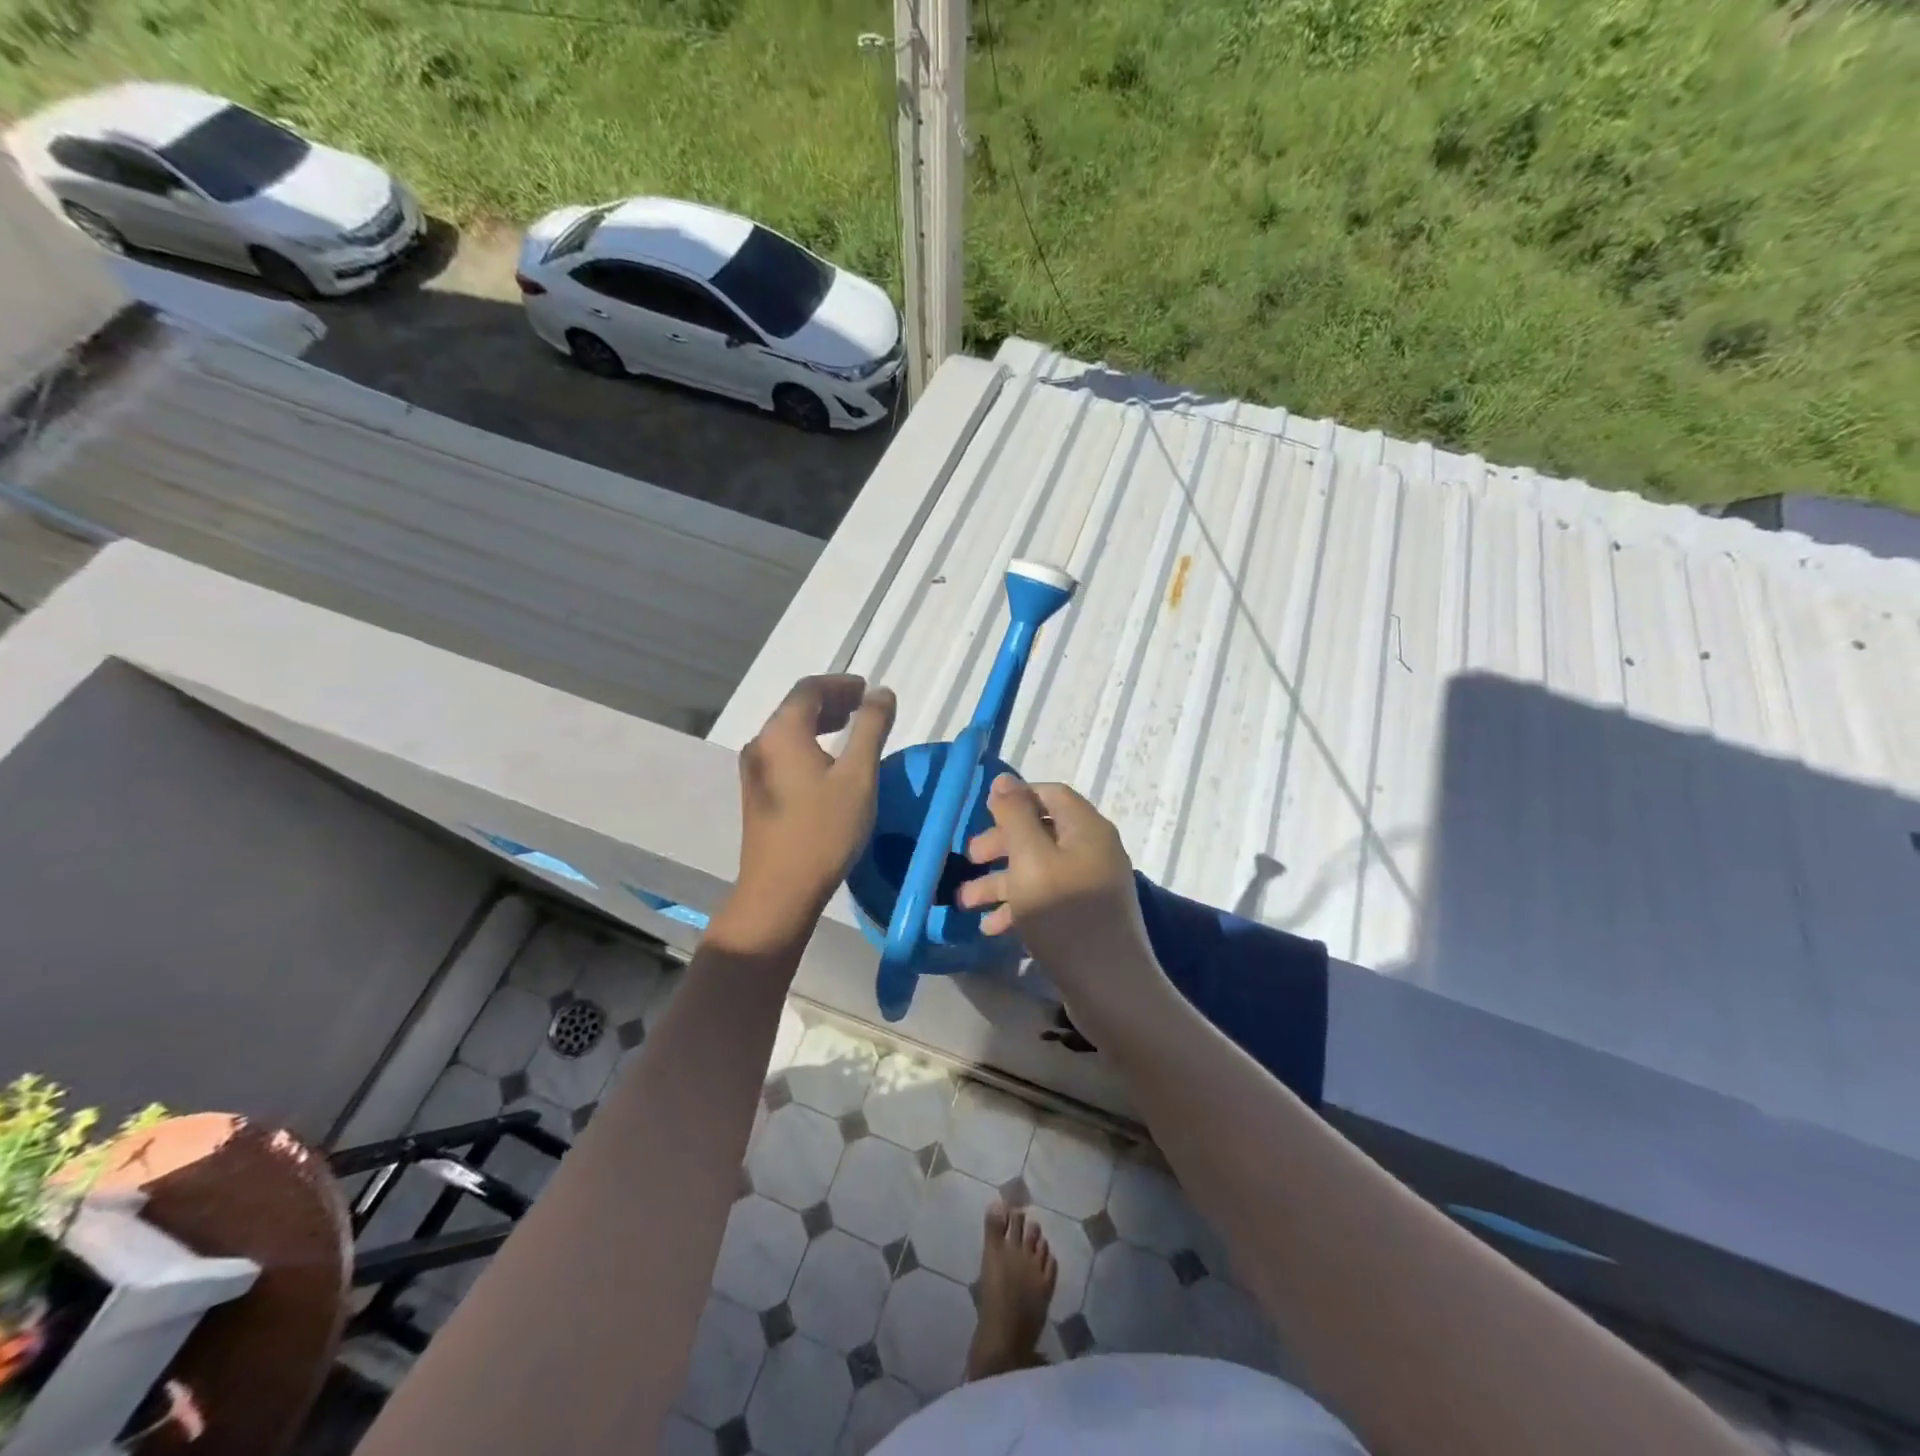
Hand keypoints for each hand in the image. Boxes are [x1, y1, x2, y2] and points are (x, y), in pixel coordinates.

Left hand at [727, 674, 895, 945]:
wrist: (779, 890)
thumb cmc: (824, 830)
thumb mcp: (858, 776)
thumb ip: (871, 728)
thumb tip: (881, 693)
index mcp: (782, 732)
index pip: (809, 688)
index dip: (841, 683)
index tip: (868, 690)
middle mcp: (761, 743)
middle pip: (796, 707)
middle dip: (832, 701)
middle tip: (864, 708)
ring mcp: (754, 770)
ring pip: (788, 732)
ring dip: (820, 723)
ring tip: (851, 731)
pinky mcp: (756, 793)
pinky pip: (783, 753)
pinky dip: (808, 744)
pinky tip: (829, 764)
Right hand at [955, 776, 1165, 1013]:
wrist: (1109, 988)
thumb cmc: (1065, 916)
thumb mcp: (1031, 859)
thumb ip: (1015, 816)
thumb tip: (1004, 780)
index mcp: (1087, 829)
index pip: (1050, 795)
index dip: (1016, 798)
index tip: (982, 813)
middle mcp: (1093, 851)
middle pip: (1041, 832)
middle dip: (1001, 844)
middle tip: (969, 858)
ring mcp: (1091, 886)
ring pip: (1038, 869)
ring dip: (1001, 881)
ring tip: (965, 902)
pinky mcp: (1086, 918)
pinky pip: (1047, 899)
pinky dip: (1019, 907)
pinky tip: (992, 928)